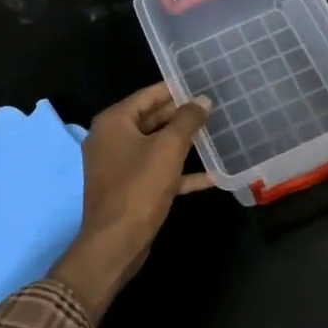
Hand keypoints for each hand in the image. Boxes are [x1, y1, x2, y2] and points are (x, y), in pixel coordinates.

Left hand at [51, 83, 213, 319]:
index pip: (148, 95)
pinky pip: (157, 172)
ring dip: (183, 144)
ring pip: (156, 147)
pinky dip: (180, 173)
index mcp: (114, 122)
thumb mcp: (168, 149)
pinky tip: (211, 176)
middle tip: (214, 109)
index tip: (203, 85)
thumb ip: (187, 120)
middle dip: (182, 116)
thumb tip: (202, 100)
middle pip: (152, 119)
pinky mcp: (129, 189)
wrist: (115, 243)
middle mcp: (111, 139)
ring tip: (216, 135)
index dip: (176, 90)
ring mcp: (118, 166)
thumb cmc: (139, 188)